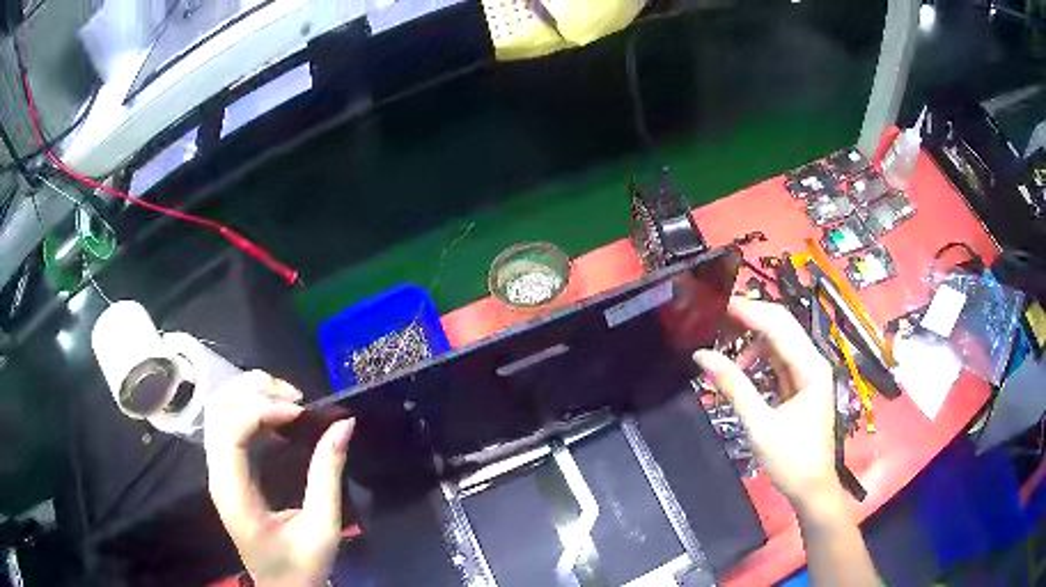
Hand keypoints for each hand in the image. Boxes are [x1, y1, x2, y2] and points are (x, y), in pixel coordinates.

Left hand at [205, 370, 353, 586]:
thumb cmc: (300, 566)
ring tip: (289, 401)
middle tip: (297, 399)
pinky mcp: (227, 470)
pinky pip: (228, 423)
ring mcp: (218, 470)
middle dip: (255, 390)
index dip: (263, 409)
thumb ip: (328, 476)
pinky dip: (251, 408)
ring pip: (219, 410)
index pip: (231, 429)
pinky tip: (279, 417)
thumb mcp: (322, 527)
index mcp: (233, 492)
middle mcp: (217, 474)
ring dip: (251, 394)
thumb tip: (343, 425)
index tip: (301, 412)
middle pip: (218, 409)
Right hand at [694, 298, 838, 509]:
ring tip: (723, 344)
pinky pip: (779, 359)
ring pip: (779, 341)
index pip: (778, 325)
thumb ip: (733, 386)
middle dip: (749, 318)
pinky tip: (741, 365)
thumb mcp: (759, 424)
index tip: (717, 305)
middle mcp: (813, 362)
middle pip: (781, 325)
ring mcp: (809, 372)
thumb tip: (703, 356)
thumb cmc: (791, 459)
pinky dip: (759, 356)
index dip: (748, 311)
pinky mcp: (801, 384)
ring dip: (752, 338)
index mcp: (811, 367)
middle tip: (715, 318)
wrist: (811, 488)